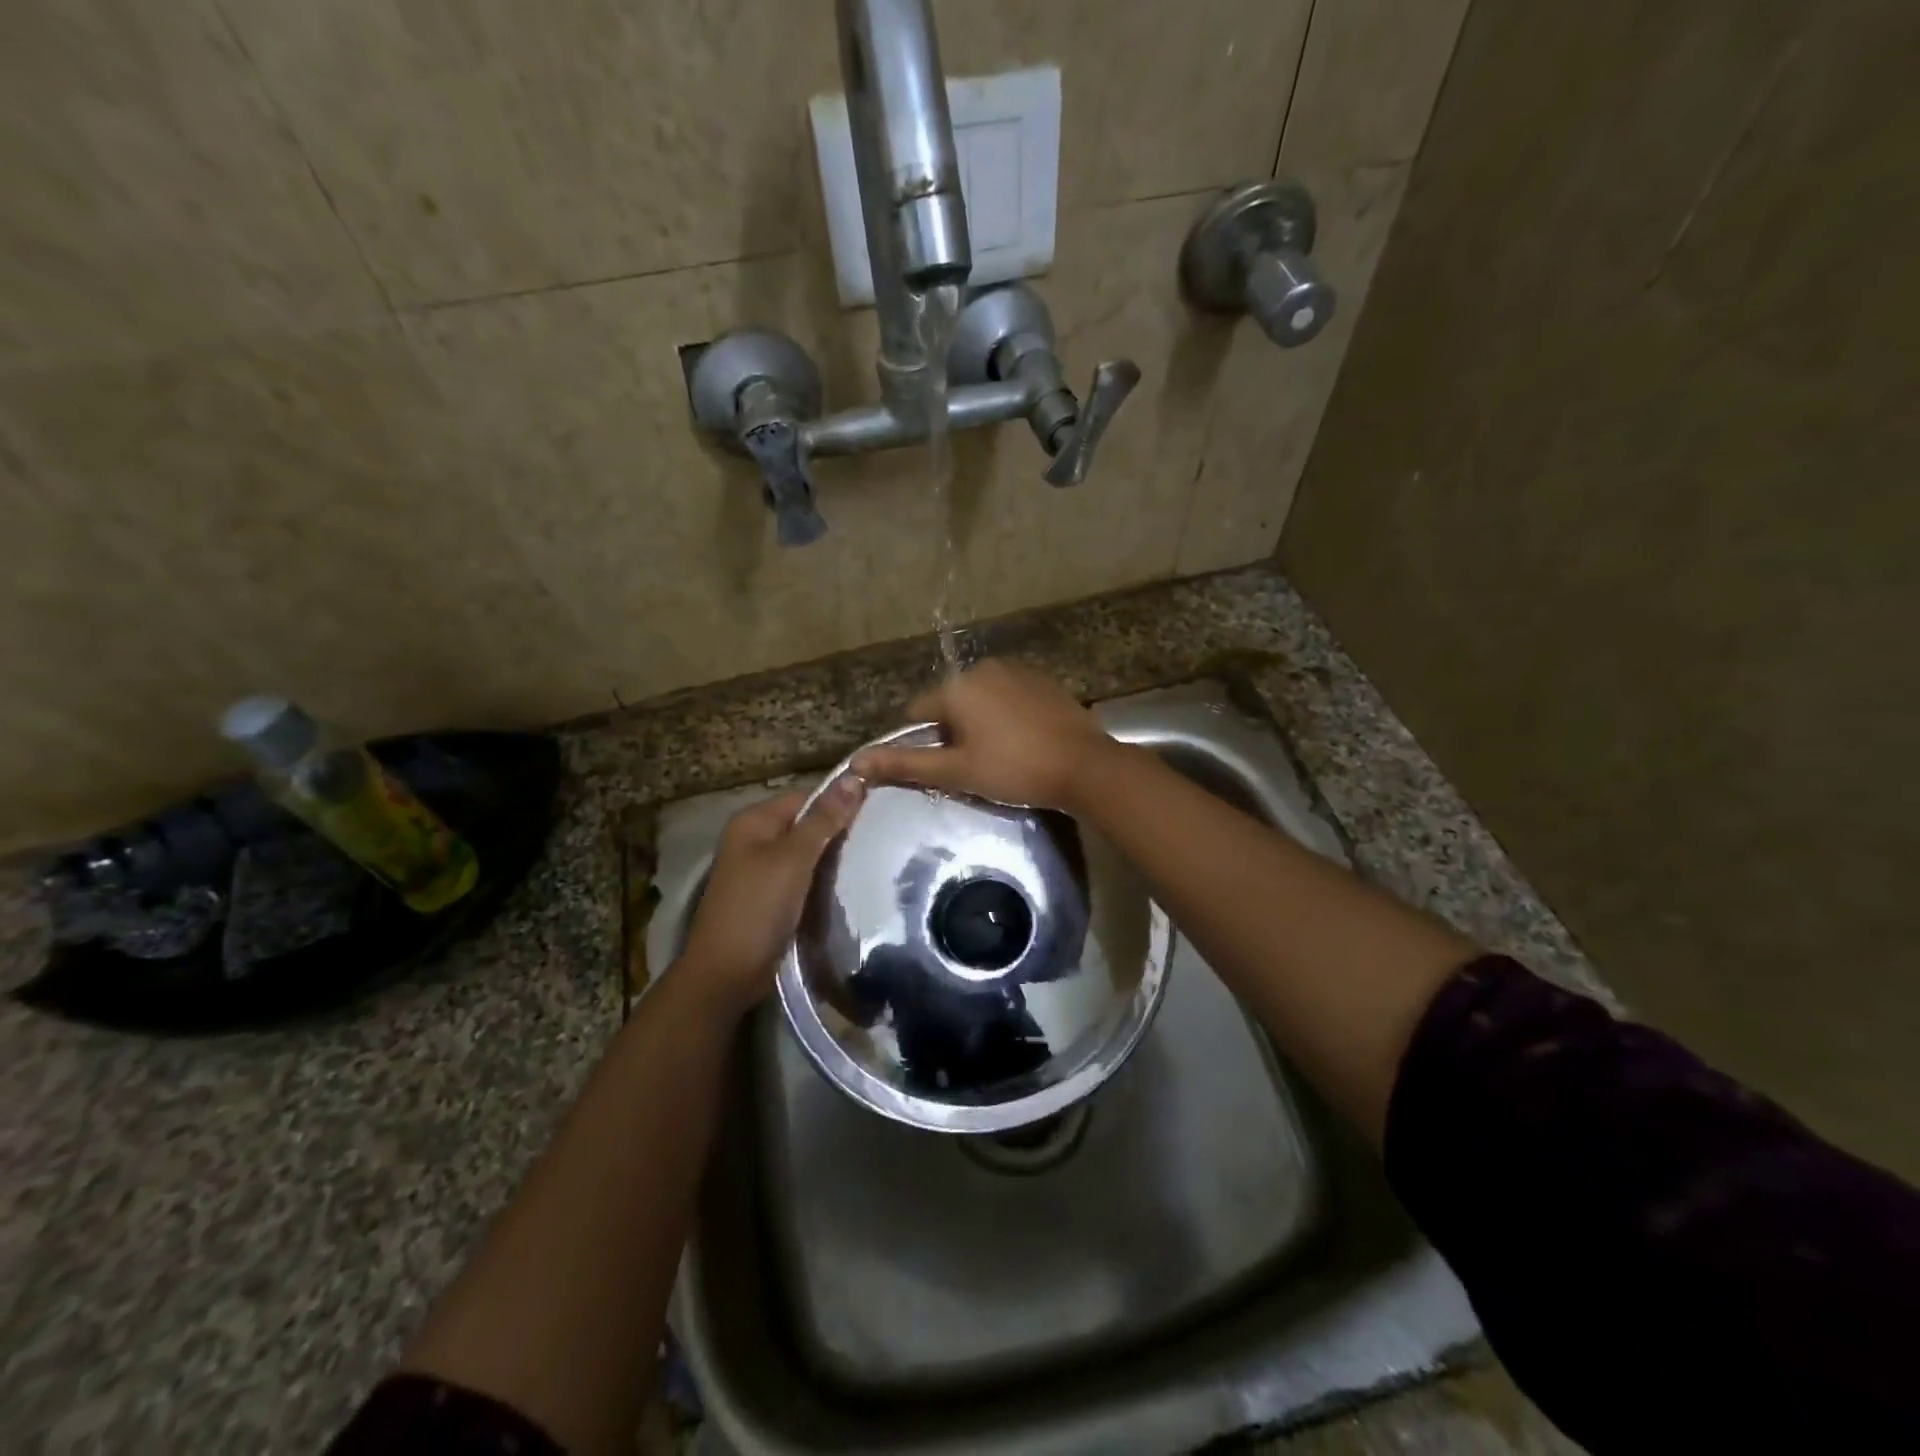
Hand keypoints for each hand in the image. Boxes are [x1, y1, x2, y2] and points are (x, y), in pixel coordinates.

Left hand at [677, 776, 863, 1019]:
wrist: (726, 975)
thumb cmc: (757, 908)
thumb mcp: (794, 859)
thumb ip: (824, 819)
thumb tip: (854, 777)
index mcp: (753, 821)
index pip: (805, 797)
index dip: (838, 803)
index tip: (876, 814)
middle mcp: (753, 839)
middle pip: (805, 824)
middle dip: (837, 832)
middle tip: (877, 840)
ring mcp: (759, 870)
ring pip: (806, 853)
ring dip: (831, 859)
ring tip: (869, 861)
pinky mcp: (768, 897)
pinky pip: (801, 877)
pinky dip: (820, 880)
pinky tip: (846, 885)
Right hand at [851, 660, 1119, 810]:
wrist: (1084, 766)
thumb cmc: (1014, 769)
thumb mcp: (956, 771)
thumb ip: (905, 764)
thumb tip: (856, 762)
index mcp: (957, 686)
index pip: (918, 712)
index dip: (925, 742)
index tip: (946, 767)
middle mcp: (984, 668)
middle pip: (951, 703)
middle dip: (955, 732)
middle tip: (976, 766)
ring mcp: (1018, 670)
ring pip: (982, 699)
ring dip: (982, 723)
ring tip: (1003, 756)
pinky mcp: (1044, 680)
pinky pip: (1011, 696)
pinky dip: (1009, 715)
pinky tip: (1025, 741)